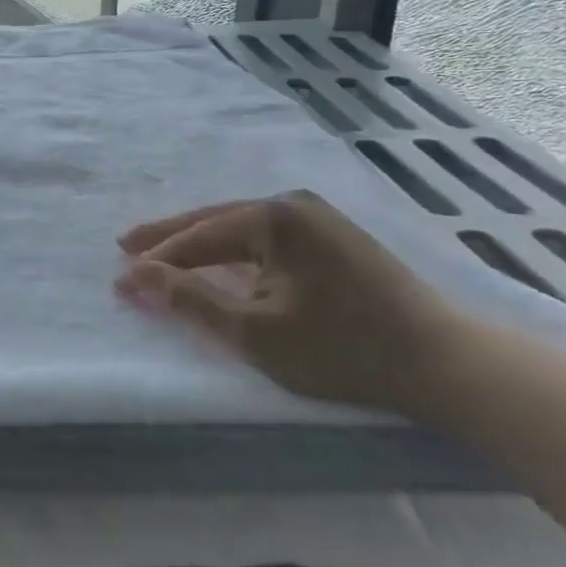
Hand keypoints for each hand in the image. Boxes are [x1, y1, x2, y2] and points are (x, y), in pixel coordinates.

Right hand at [116, 191, 466, 418]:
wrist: (446, 362)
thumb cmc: (343, 347)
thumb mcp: (255, 332)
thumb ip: (189, 301)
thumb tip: (133, 277)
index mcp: (272, 217)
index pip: (198, 237)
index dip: (156, 259)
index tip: (119, 275)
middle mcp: (292, 204)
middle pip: (215, 220)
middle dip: (170, 237)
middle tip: (126, 245)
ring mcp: (318, 218)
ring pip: (241, 227)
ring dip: (201, 242)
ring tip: (164, 251)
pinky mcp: (336, 238)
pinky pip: (266, 237)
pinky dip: (234, 249)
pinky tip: (221, 258)